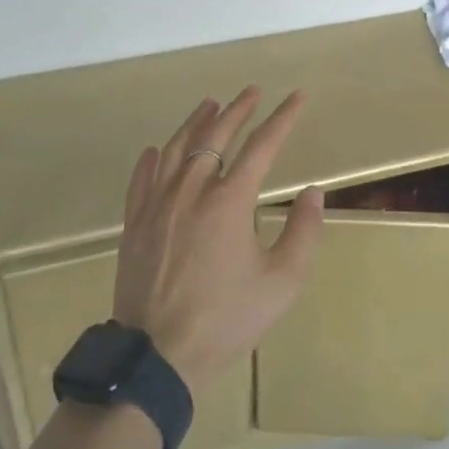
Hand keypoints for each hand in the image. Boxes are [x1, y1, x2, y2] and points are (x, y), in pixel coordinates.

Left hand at [112, 88, 323, 396]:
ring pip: (177, 148)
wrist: (158, 357)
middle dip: (238, 109)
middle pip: (216, 135)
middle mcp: (192, 190)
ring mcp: (158, 203)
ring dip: (196, 122)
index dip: (283, 118)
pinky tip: (157, 148)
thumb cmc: (226, 320)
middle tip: (252, 91)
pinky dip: (152, 157)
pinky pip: (142, 178)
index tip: (298, 96)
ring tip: (210, 104)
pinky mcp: (135, 222)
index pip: (262, 146)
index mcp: (229, 201)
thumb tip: (313, 192)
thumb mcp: (280, 283)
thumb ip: (303, 232)